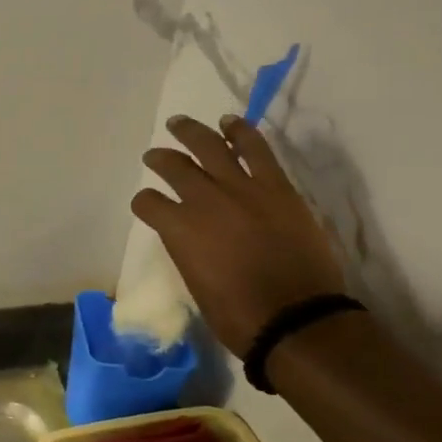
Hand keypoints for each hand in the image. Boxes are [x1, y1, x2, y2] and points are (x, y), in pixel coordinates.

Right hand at [131, 114, 346, 356]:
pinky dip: (241, 133)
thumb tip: (189, 236)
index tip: (148, 205)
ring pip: (211, 146)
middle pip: (174, 167)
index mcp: (179, 229)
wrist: (297, 318)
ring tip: (180, 123)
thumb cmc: (237, 314)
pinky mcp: (277, 188)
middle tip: (155, 155)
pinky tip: (230, 123)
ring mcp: (243, 189)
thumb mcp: (195, 282)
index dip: (144, 203)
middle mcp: (204, 201)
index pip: (148, 203)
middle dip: (160, 159)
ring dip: (192, 132)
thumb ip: (187, 250)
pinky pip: (257, 150)